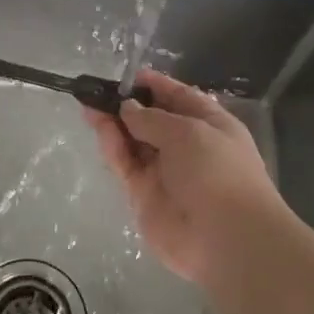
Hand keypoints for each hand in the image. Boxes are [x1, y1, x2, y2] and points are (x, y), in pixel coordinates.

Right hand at [82, 71, 280, 284]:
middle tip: (97, 90)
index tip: (128, 75)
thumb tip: (128, 108)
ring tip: (88, 104)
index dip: (155, 85)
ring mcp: (164, 171)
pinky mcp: (144, 194)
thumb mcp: (188, 132)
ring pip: (133, 141)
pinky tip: (99, 127)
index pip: (179, 98)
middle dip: (127, 104)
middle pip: (151, 120)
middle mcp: (187, 146)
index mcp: (210, 125)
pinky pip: (125, 164)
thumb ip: (151, 118)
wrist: (225, 238)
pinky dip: (112, 146)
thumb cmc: (217, 171)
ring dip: (112, 123)